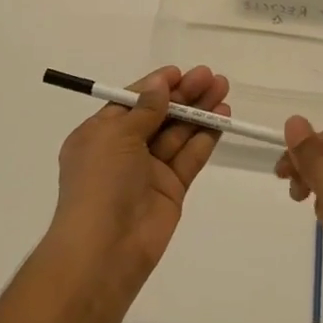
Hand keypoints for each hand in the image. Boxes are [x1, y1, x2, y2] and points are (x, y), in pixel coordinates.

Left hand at [50, 65, 230, 285]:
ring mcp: (149, 170)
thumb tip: (160, 84)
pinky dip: (205, 138)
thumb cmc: (100, 183)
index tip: (180, 72)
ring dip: (199, 112)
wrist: (104, 250)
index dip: (156, 86)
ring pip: (178, 133)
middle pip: (159, 114)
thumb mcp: (116, 136)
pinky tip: (222, 119)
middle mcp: (124, 150)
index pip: (131, 101)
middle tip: (211, 77)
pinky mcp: (171, 189)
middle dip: (184, 95)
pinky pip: (189, 157)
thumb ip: (145, 109)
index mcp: (100, 134)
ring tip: (223, 90)